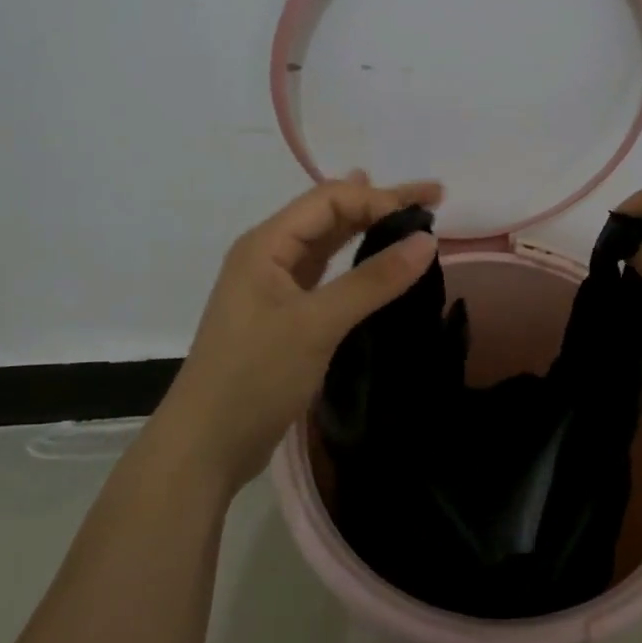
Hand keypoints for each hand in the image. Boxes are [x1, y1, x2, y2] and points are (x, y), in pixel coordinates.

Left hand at [150, 172, 441, 497]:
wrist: (207, 445)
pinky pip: (328, 275)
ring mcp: (276, 287)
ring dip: (369, 228)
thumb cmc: (255, 377)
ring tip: (409, 214)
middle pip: (330, 214)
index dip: (378, 199)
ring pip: (329, 243)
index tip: (427, 214)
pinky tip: (373, 257)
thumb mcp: (316, 324)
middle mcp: (269, 256)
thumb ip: (372, 280)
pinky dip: (357, 262)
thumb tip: (427, 240)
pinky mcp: (286, 317)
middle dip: (381, 203)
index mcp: (266, 244)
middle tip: (434, 197)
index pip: (329, 200)